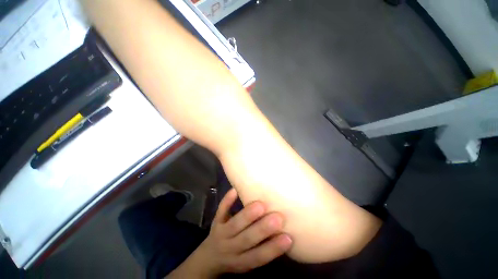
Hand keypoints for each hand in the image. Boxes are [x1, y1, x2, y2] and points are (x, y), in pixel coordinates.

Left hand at [193, 188, 291, 275]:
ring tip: (261, 205)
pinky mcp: (216, 221)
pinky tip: (235, 190)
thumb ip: (261, 249)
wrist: (210, 256)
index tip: (288, 238)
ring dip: (247, 215)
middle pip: (246, 239)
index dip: (273, 249)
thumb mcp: (247, 261)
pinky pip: (221, 210)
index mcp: (241, 261)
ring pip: (234, 224)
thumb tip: (282, 234)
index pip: (258, 256)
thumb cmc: (235, 258)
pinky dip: (227, 200)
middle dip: (262, 229)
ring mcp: (221, 232)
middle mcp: (231, 248)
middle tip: (278, 217)